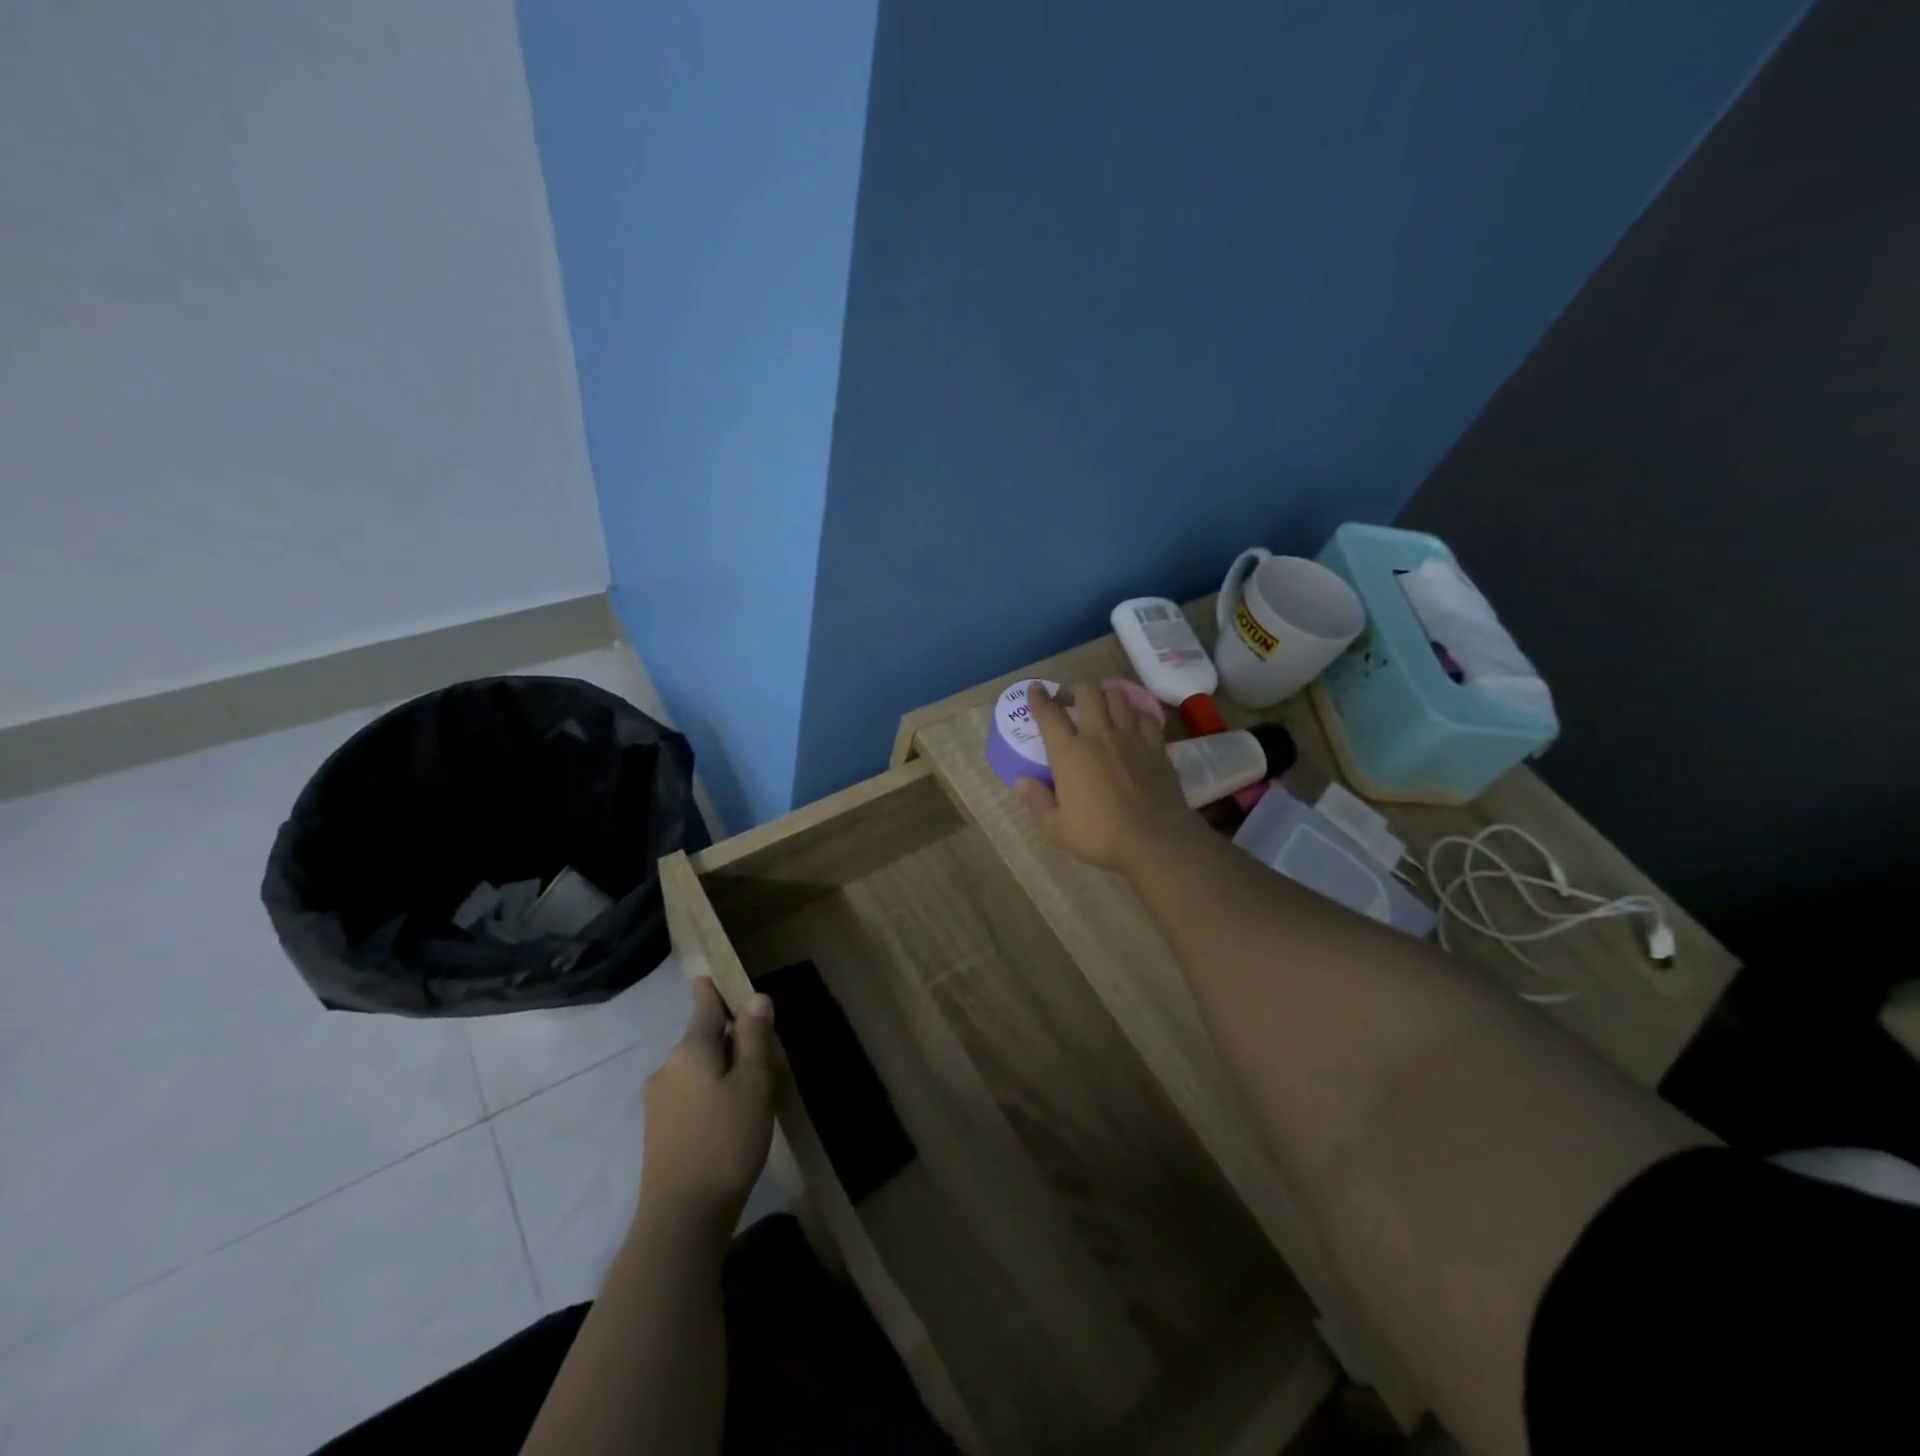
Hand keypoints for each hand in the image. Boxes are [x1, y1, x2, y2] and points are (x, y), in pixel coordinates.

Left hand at [638, 978, 776, 1230]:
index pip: (704, 1004)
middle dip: (729, 1036)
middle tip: (764, 1048)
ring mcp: (658, 1102)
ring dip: (721, 1068)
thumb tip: (755, 997)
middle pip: (702, 1038)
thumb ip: (754, 1038)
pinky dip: (710, 1093)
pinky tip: (730, 1117)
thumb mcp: (753, 1084)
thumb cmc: (726, 1141)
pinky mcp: (658, 1132)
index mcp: (690, 1049)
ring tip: (752, 1088)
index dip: (715, 988)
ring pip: (696, 1069)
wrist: (681, 1219)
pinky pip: (689, 1095)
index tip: (721, 976)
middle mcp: (667, 1068)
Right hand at [1016, 678, 1194, 870]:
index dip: (1038, 697)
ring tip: (1100, 709)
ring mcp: (1130, 736)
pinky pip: (1143, 716)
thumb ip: (1037, 801)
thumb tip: (1021, 781)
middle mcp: (1099, 734)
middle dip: (1073, 687)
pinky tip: (1130, 726)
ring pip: (1117, 695)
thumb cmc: (1100, 836)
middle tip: (1068, 701)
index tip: (1035, 689)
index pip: (1048, 713)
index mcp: (1069, 752)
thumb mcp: (1056, 828)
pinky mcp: (1156, 745)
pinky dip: (1133, 715)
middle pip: (1086, 689)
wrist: (1154, 839)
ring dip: (1104, 696)